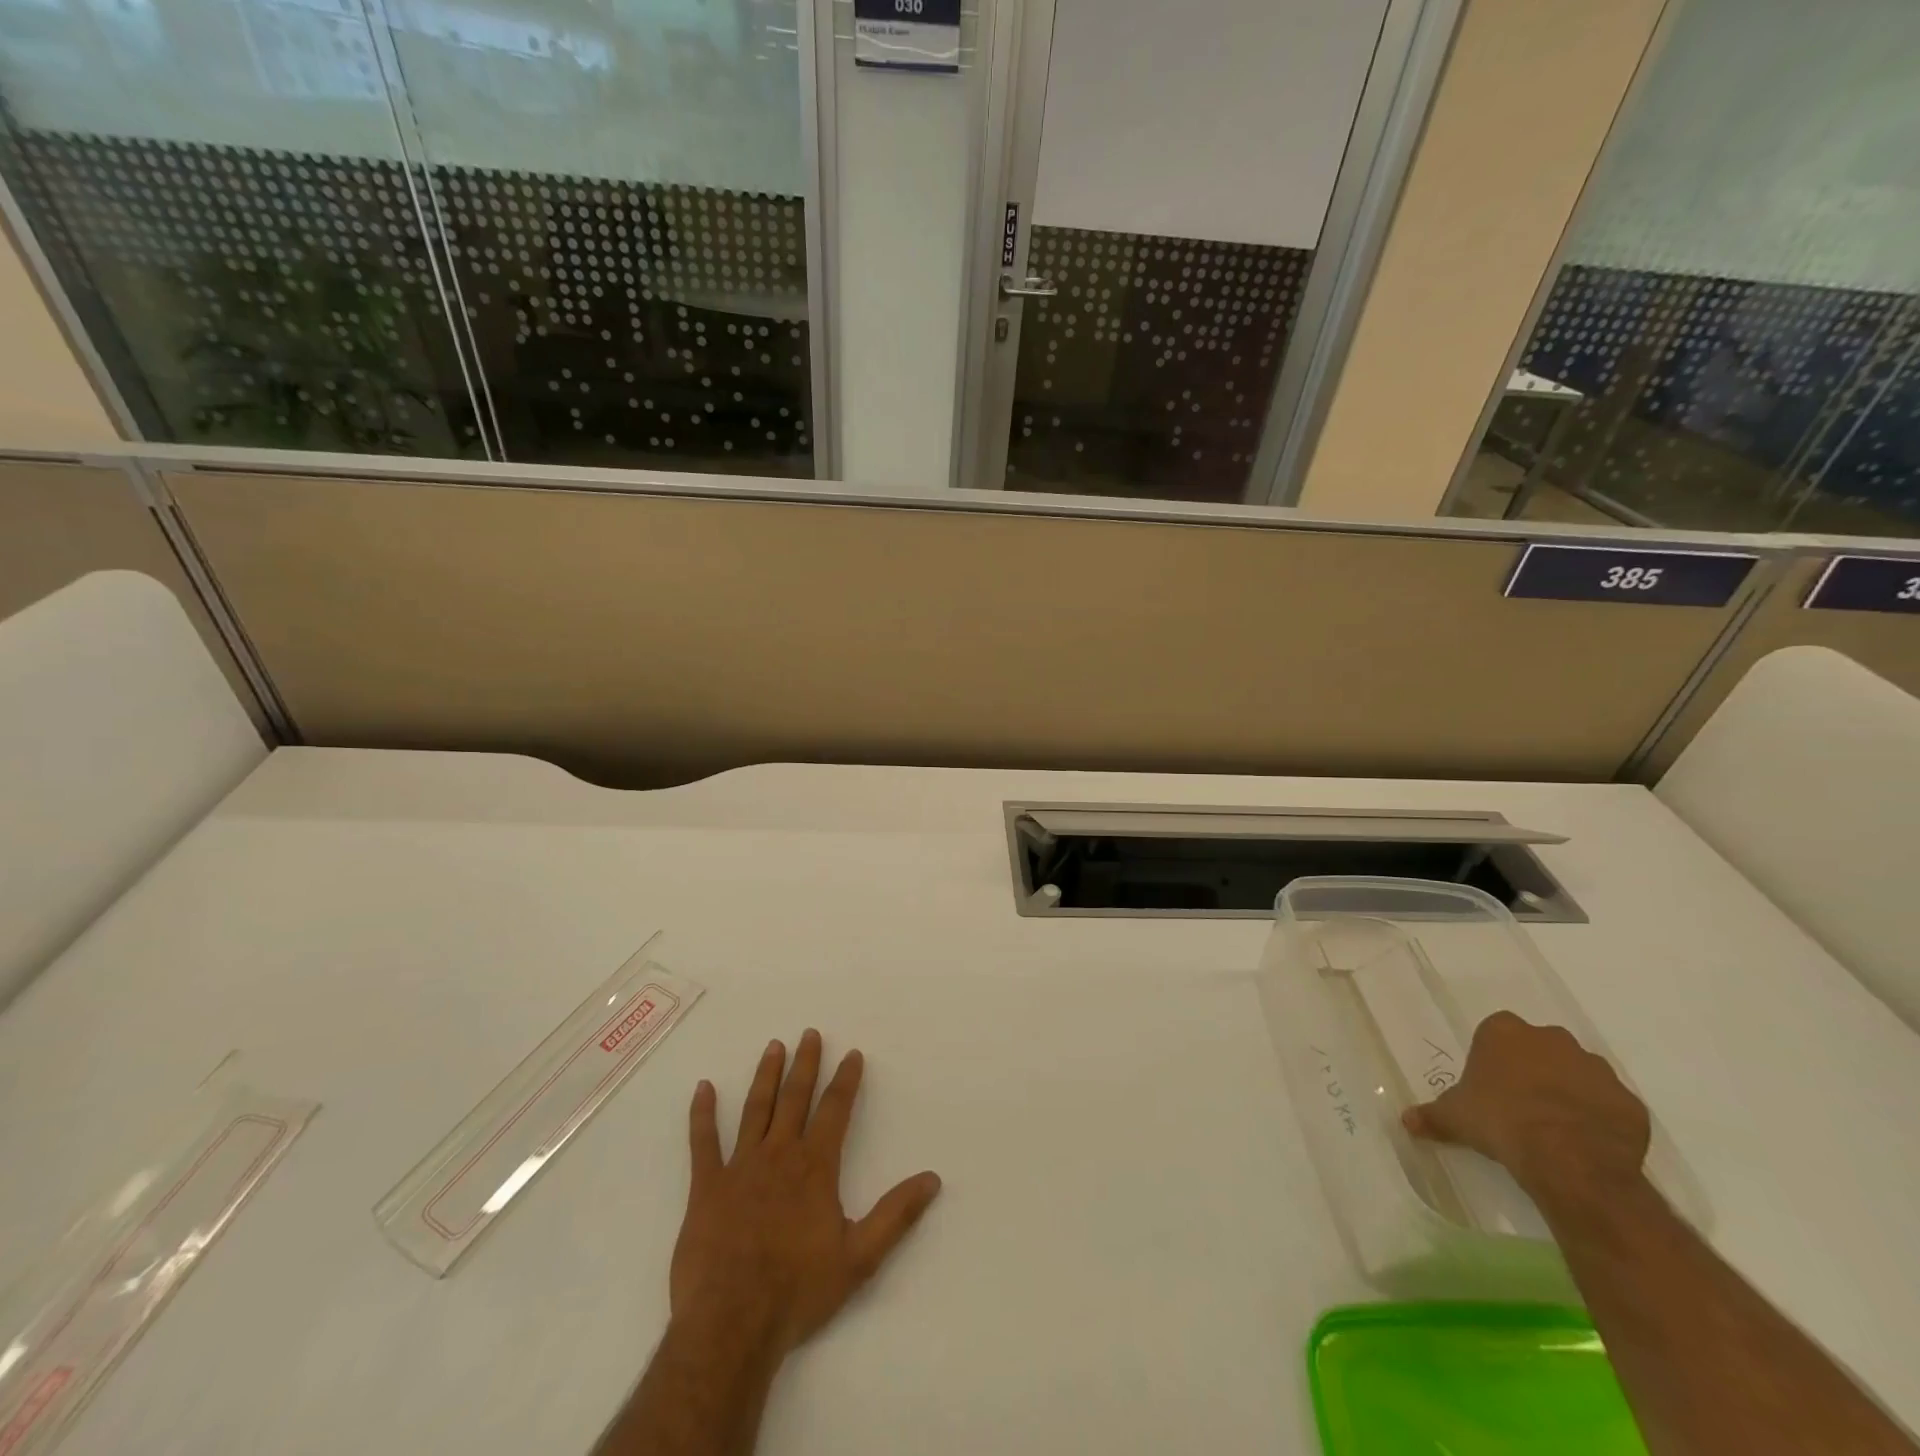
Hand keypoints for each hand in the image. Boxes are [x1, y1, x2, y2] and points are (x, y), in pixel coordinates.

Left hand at [669, 1030, 942, 1360]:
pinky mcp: (706, 1186)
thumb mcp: (860, 1257)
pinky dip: (702, 1113)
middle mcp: (779, 1154)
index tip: (852, 1054)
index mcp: (815, 1166)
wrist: (732, 1323)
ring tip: (773, 1046)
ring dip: (766, 1075)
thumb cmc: (798, 1290)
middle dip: (805, 1064)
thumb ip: (896, 1214)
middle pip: (795, 1098)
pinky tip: (703, 1087)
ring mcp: (740, 1167)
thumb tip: (932, 1179)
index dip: (846, 1080)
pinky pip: (703, 1142)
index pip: (835, 1110)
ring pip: (755, 1109)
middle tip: (810, 1033)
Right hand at [1402, 1011, 1650, 1203]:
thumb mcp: (1455, 1119)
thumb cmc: (1501, 1122)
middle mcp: (1552, 1039)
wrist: (1570, 1160)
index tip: (1490, 1083)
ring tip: (1556, 1125)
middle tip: (1521, 1103)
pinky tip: (1586, 1141)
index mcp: (1505, 1032)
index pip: (1496, 1032)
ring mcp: (1596, 1068)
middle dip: (1534, 1068)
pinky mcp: (1629, 1102)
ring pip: (1579, 1073)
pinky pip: (1610, 1104)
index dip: (1493, 1057)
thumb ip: (1432, 1116)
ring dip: (1569, 1090)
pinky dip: (1600, 1117)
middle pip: (1540, 1047)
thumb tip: (1406, 1121)